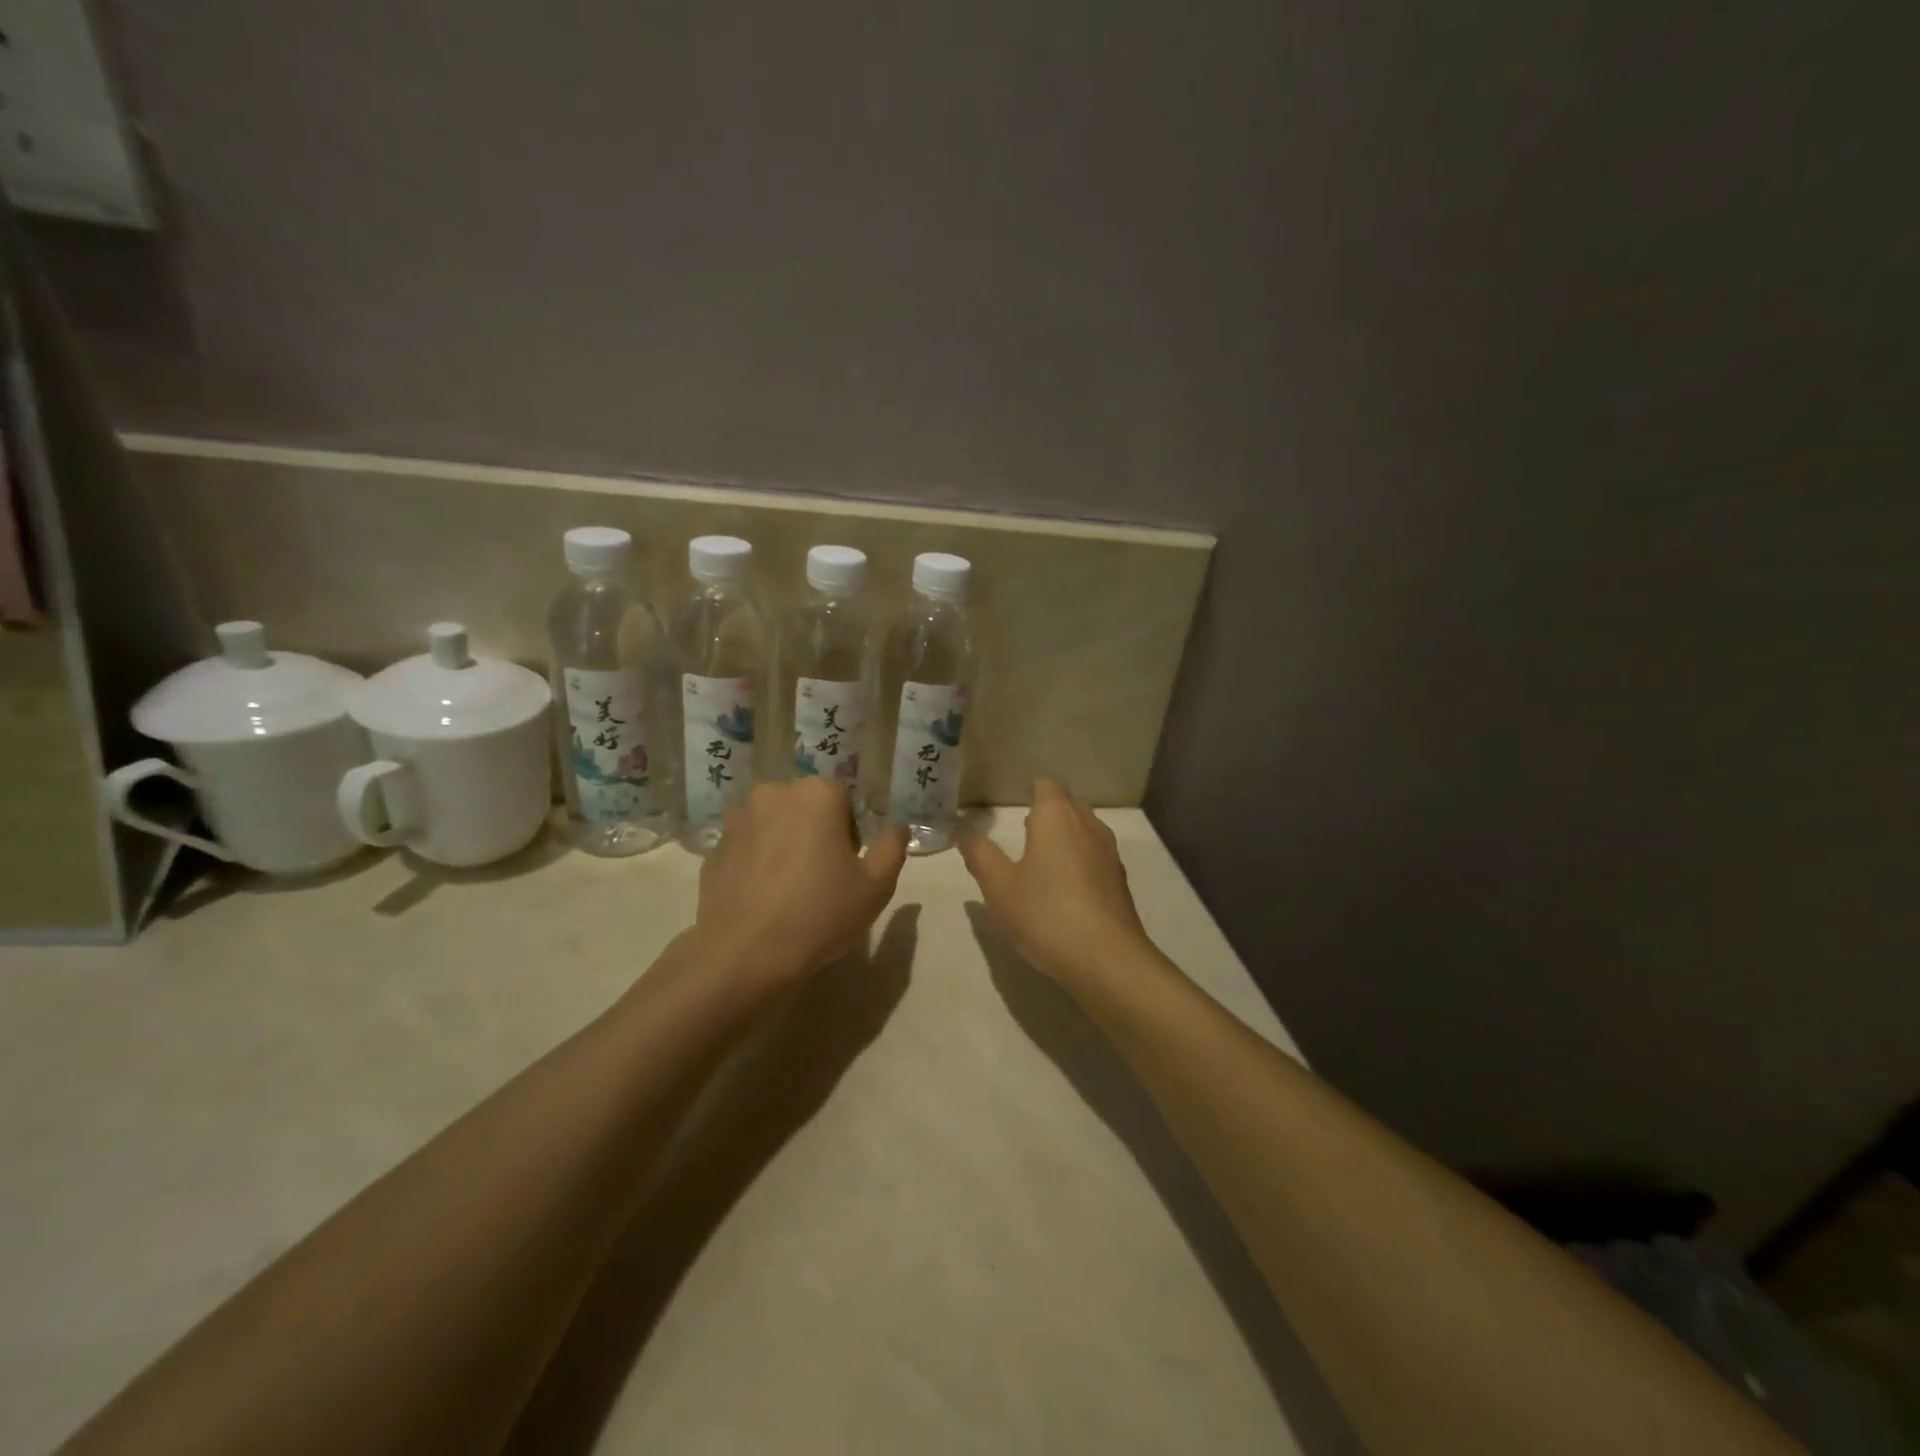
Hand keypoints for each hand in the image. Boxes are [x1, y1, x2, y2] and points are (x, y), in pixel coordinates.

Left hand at [694, 779, 909, 985]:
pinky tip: (762, 897)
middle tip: (822, 875)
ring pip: (773, 824)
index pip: (843, 799)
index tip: (848, 865)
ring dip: (783, 843)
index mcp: (817, 794)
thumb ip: (892, 847)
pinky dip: (756, 862)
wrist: (747, 954)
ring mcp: (737, 819)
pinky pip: (746, 847)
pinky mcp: (713, 848)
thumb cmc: (821, 913)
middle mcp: (774, 794)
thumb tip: (897, 827)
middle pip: (805, 806)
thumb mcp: (876, 886)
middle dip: (815, 831)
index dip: (850, 832)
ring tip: (788, 887)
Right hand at [959, 778, 1154, 986]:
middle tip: (1024, 829)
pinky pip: (1096, 856)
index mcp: (1057, 817)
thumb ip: (980, 855)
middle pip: (1068, 805)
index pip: (1046, 785)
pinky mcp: (1120, 881)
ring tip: (1042, 857)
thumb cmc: (1045, 914)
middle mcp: (1088, 826)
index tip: (1014, 801)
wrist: (1106, 959)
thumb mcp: (999, 887)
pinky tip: (1064, 887)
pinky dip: (1080, 860)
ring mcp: (1109, 853)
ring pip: (1085, 830)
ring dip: (1066, 836)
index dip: (1031, 788)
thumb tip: (963, 830)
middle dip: (1048, 811)